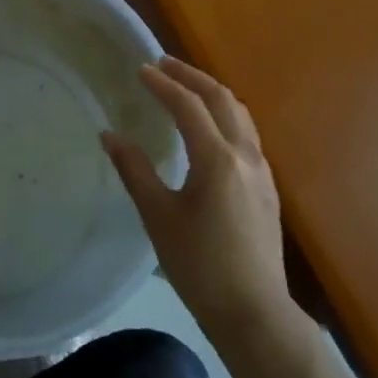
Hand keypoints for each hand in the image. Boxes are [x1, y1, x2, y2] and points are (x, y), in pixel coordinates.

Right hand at [102, 58, 299, 345]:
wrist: (254, 313)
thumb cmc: (199, 266)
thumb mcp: (159, 217)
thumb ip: (134, 170)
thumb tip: (110, 135)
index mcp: (217, 159)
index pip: (189, 106)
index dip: (163, 84)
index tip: (141, 70)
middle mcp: (245, 155)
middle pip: (222, 99)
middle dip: (191, 76)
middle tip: (163, 64)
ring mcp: (262, 171)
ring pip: (240, 114)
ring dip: (212, 93)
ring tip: (185, 87)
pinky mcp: (267, 187)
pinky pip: (246, 134)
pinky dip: (224, 115)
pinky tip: (208, 129)